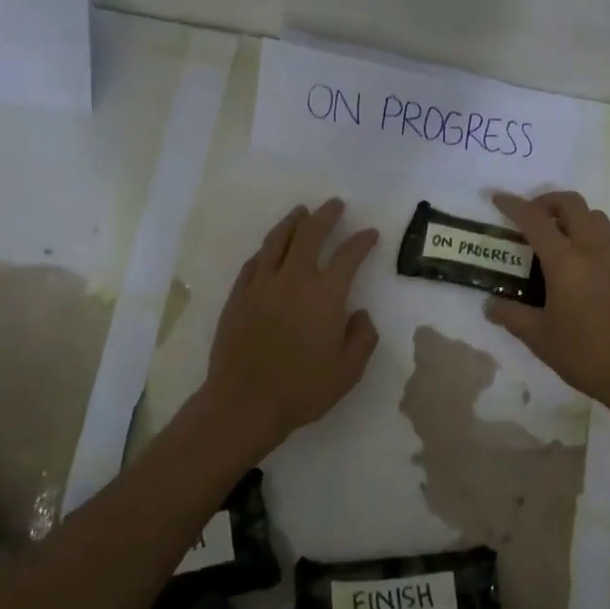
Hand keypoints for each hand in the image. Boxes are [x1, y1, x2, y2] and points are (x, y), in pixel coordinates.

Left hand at [203, 199, 379, 446]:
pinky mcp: (239, 296)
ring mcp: (262, 285)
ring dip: (293, 222)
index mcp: (326, 296)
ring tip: (302, 212)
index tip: (370, 233)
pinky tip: (271, 247)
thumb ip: (362, 338)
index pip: (348, 256)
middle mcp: (294, 280)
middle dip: (326, 216)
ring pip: (278, 241)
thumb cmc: (303, 389)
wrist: (244, 403)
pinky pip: (254, 262)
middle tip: (335, 205)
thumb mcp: (348, 371)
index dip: (362, 241)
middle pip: (310, 235)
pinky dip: (267, 249)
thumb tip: (360, 314)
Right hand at [485, 190, 609, 419]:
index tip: (499, 199)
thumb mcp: (539, 338)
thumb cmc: (585, 354)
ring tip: (556, 239)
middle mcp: (594, 249)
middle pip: (572, 204)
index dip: (514, 205)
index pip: (535, 220)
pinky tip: (582, 264)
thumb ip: (511, 316)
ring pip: (595, 217)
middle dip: (547, 202)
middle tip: (530, 218)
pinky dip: (591, 236)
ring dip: (573, 217)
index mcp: (566, 261)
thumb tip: (490, 305)